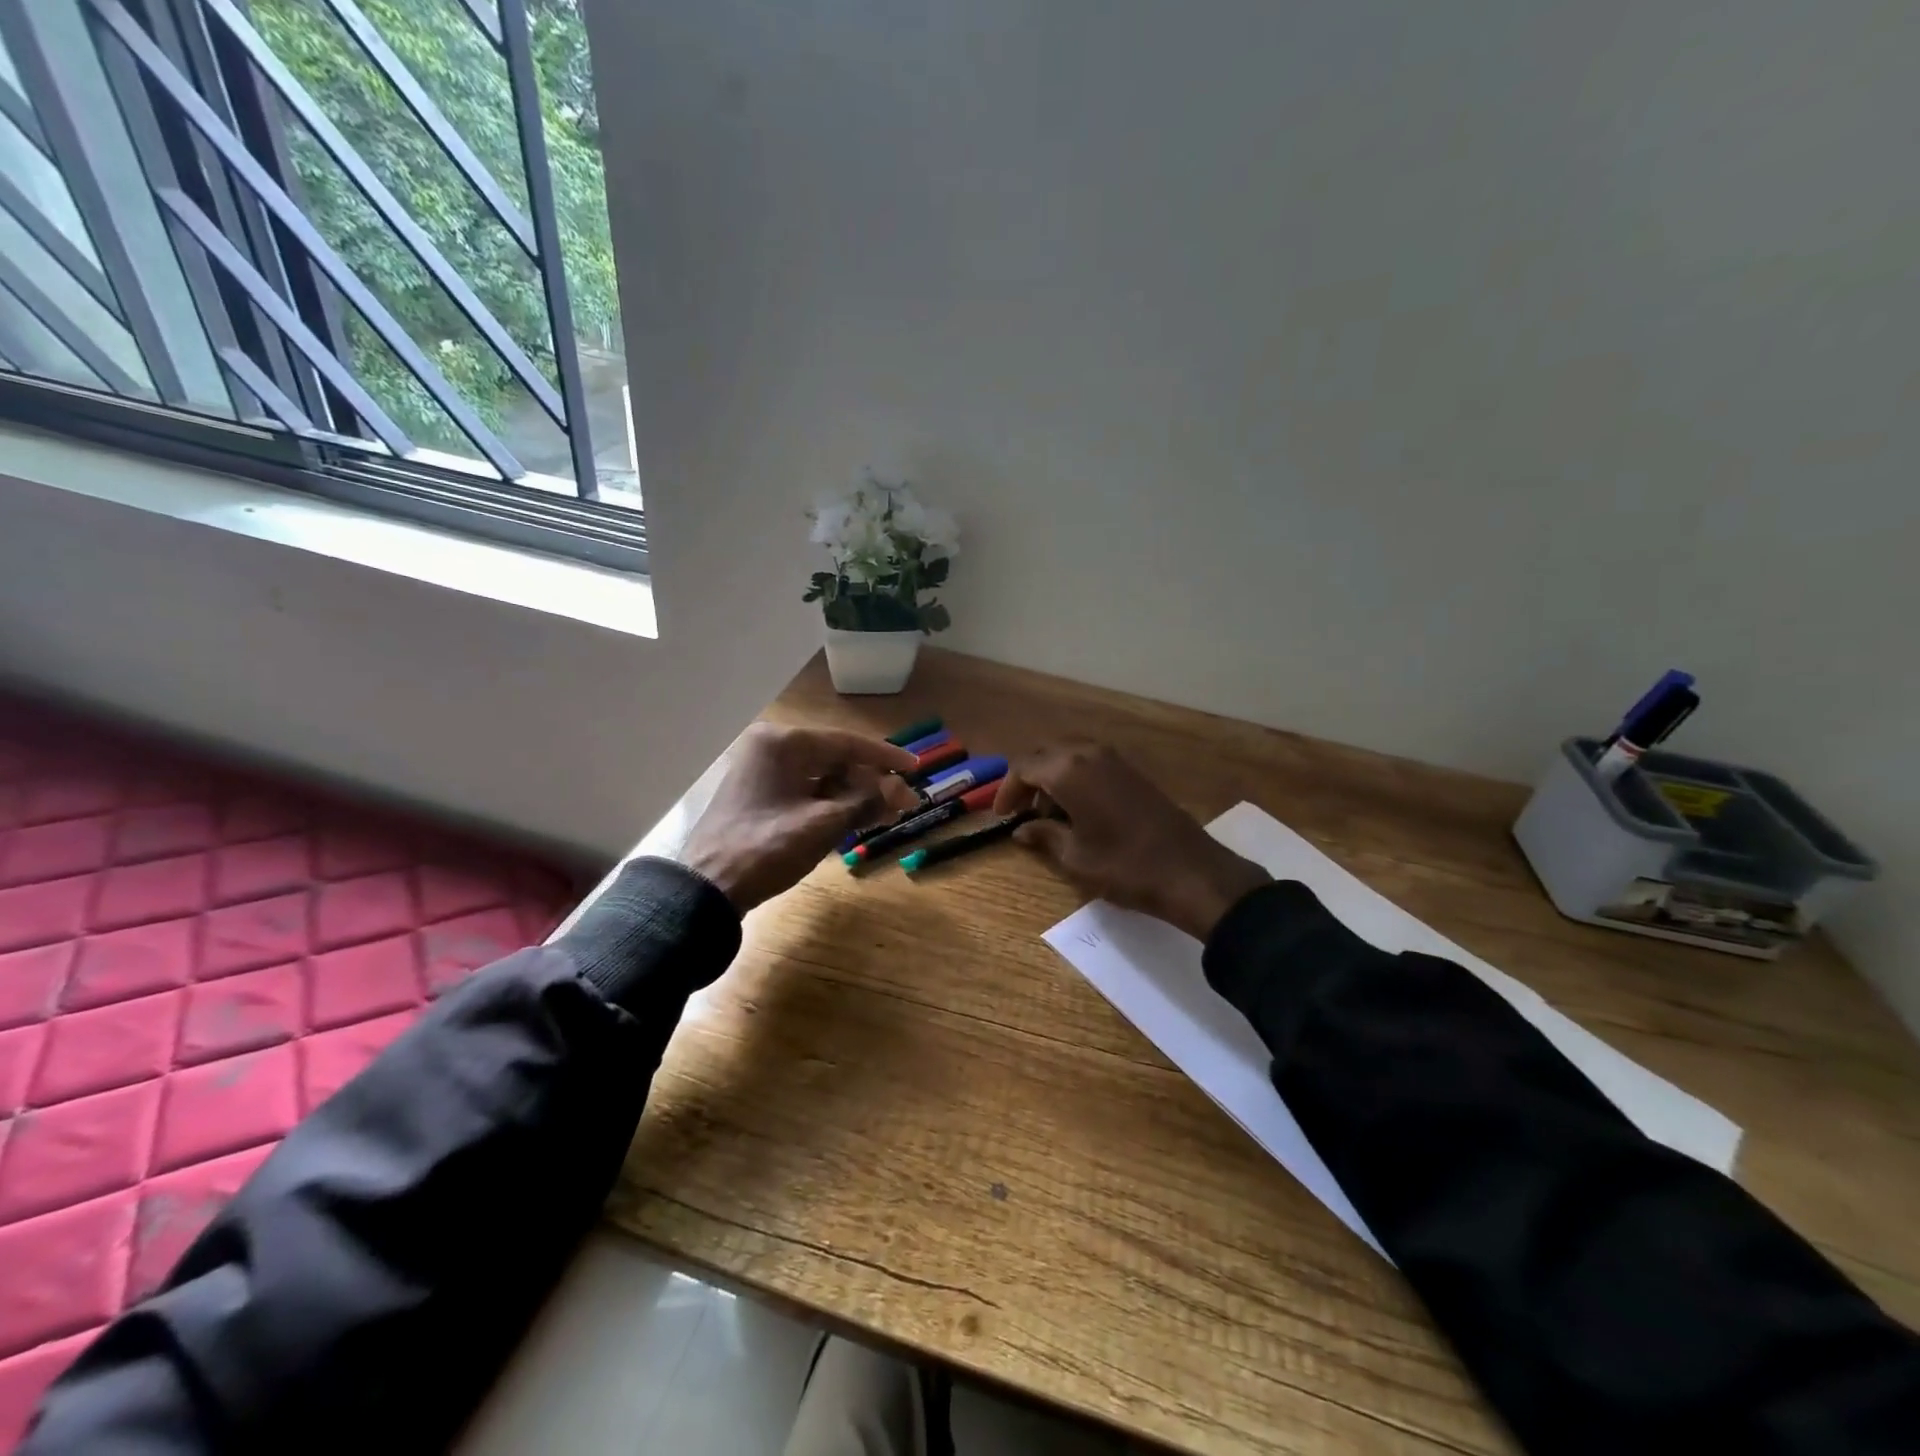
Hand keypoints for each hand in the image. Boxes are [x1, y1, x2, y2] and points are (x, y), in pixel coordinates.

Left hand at [680, 724, 919, 912]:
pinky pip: (805, 791)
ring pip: (821, 777)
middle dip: (870, 782)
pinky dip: (830, 804)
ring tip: (884, 814)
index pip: (846, 743)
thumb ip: (867, 802)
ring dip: (853, 795)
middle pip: (835, 759)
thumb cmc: (766, 848)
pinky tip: (855, 819)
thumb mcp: (823, 825)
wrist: (707, 888)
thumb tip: (905, 792)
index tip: (916, 768)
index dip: (885, 757)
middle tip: (902, 802)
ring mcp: (762, 771)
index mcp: (783, 743)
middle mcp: (771, 748)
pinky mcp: (759, 794)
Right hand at [995, 742, 1269, 940]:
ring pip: (1069, 756)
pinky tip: (1078, 810)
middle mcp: (1089, 753)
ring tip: (1050, 815)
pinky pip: (1091, 763)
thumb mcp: (1075, 857)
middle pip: (1045, 755)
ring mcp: (1115, 759)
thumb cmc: (1124, 865)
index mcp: (1068, 770)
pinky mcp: (1133, 771)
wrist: (1190, 871)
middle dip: (1028, 781)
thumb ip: (1043, 836)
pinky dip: (1075, 779)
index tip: (1001, 816)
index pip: (1023, 767)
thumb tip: (1021, 829)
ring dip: (1053, 779)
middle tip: (1022, 813)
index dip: (1007, 791)